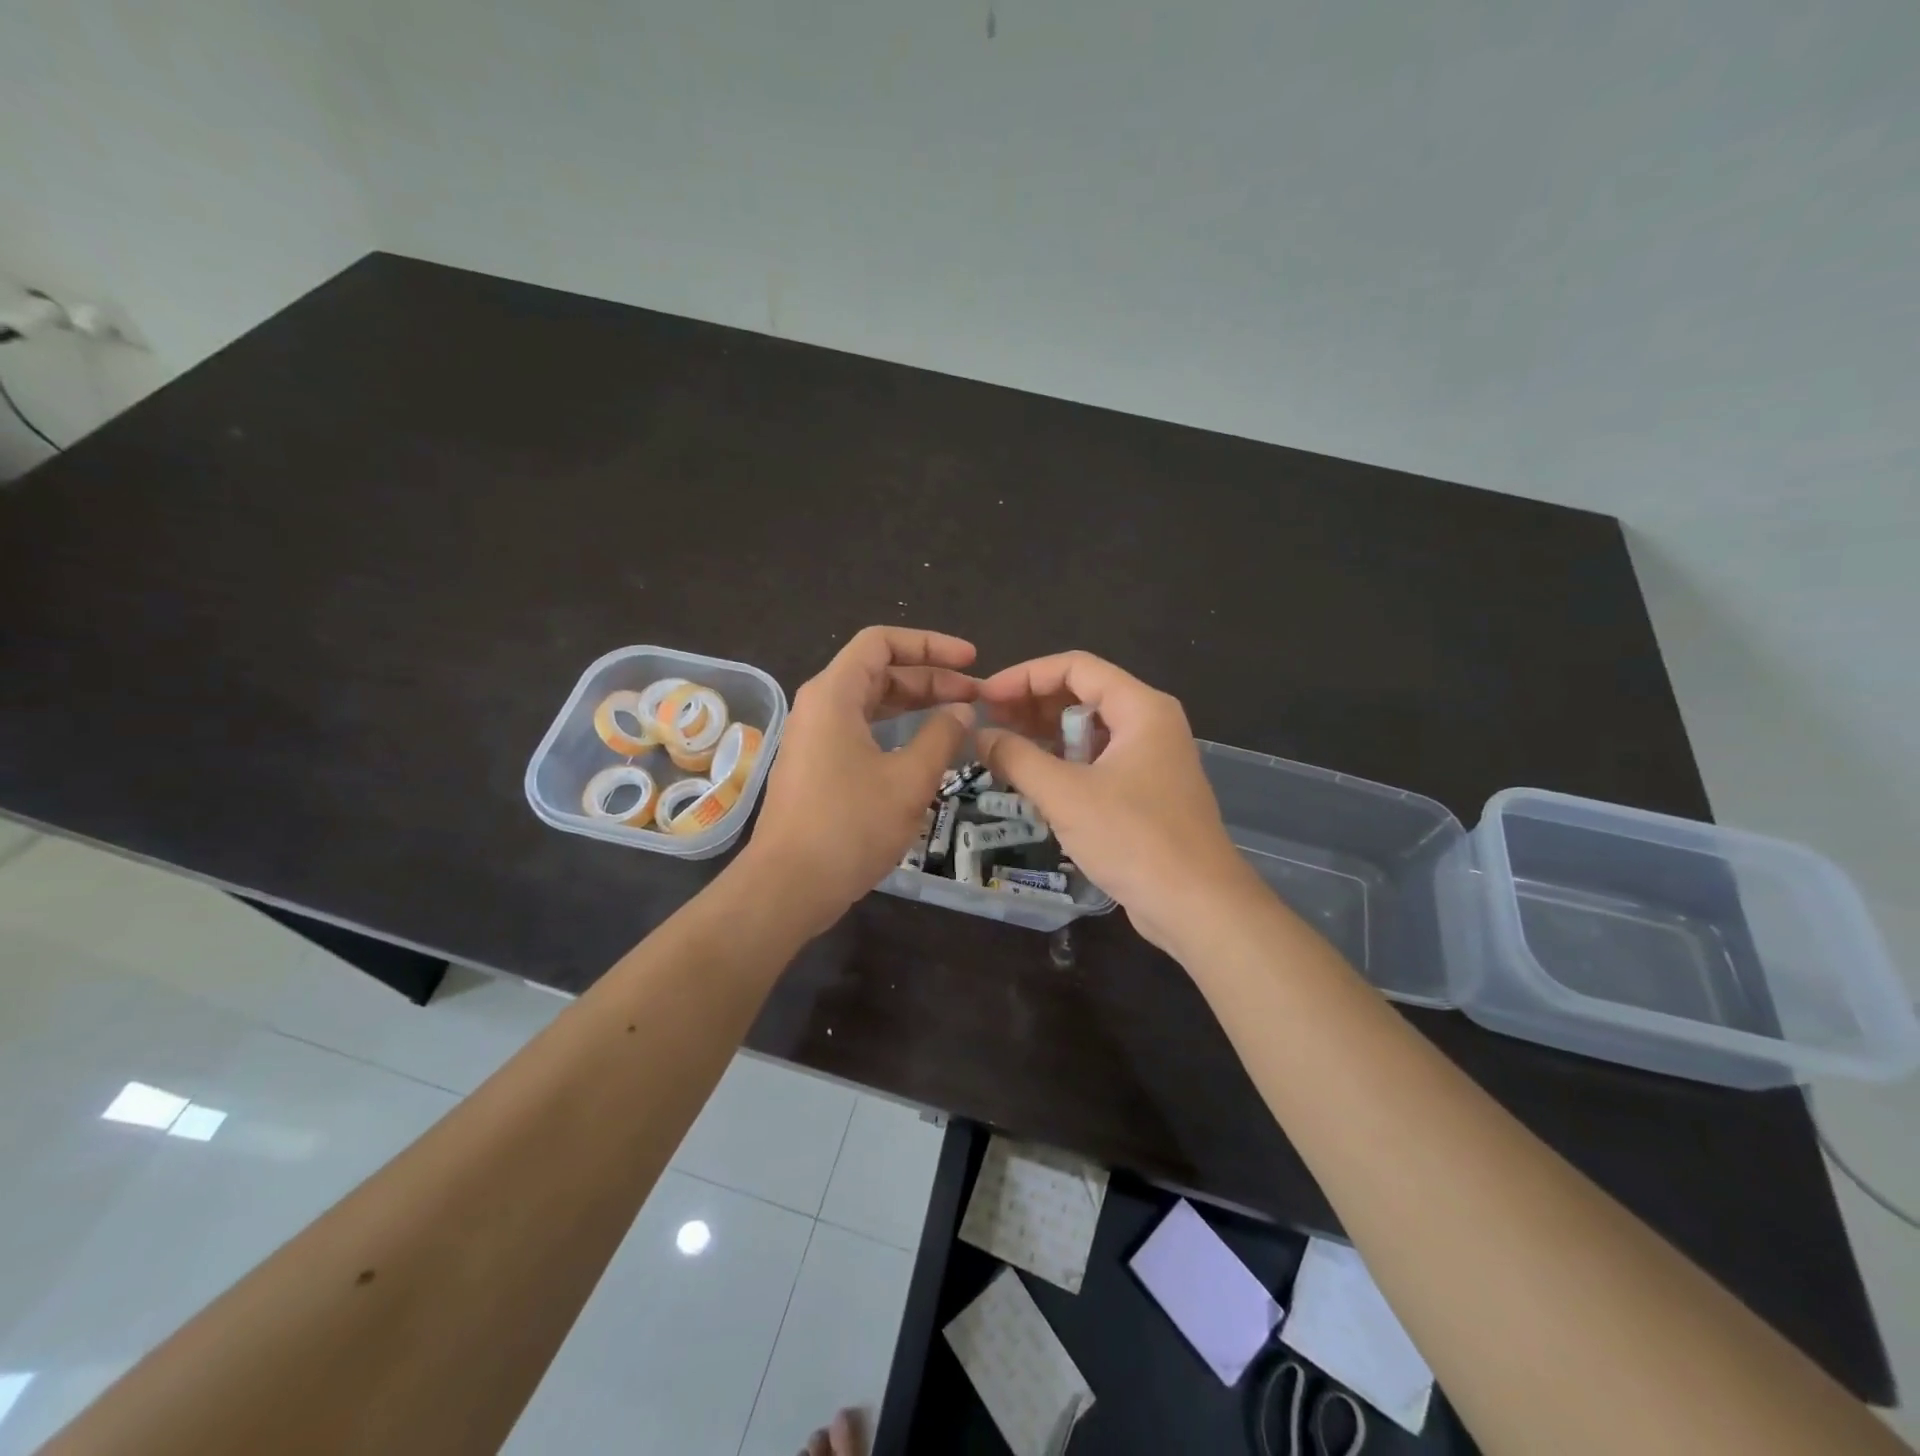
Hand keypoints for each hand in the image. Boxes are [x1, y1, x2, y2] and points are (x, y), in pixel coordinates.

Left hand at [746, 627, 977, 931]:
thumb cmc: (850, 826)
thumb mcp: (909, 779)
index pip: (882, 642)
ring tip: (958, 718)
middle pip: (879, 672)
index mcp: (834, 694)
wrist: (789, 885)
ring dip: (915, 705)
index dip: (931, 645)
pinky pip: (861, 731)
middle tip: (975, 696)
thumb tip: (962, 710)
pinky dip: (895, 731)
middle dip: (930, 679)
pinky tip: (925, 749)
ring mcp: (814, 738)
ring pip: (871, 704)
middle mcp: (820, 706)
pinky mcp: (816, 766)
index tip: (971, 661)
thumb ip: (942, 736)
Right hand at [976, 651, 1256, 953]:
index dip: (1025, 676)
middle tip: (988, 722)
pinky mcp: (1146, 792)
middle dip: (1032, 703)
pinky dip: (1064, 762)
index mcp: (1141, 708)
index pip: (1075, 667)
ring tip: (1001, 747)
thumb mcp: (1066, 795)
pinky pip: (1098, 761)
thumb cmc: (1134, 839)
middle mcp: (1150, 724)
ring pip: (1089, 730)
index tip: (985, 697)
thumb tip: (979, 736)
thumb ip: (1017, 758)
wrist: (1198, 906)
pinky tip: (1032, 777)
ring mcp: (1151, 759)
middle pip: (1083, 694)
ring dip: (1045, 734)